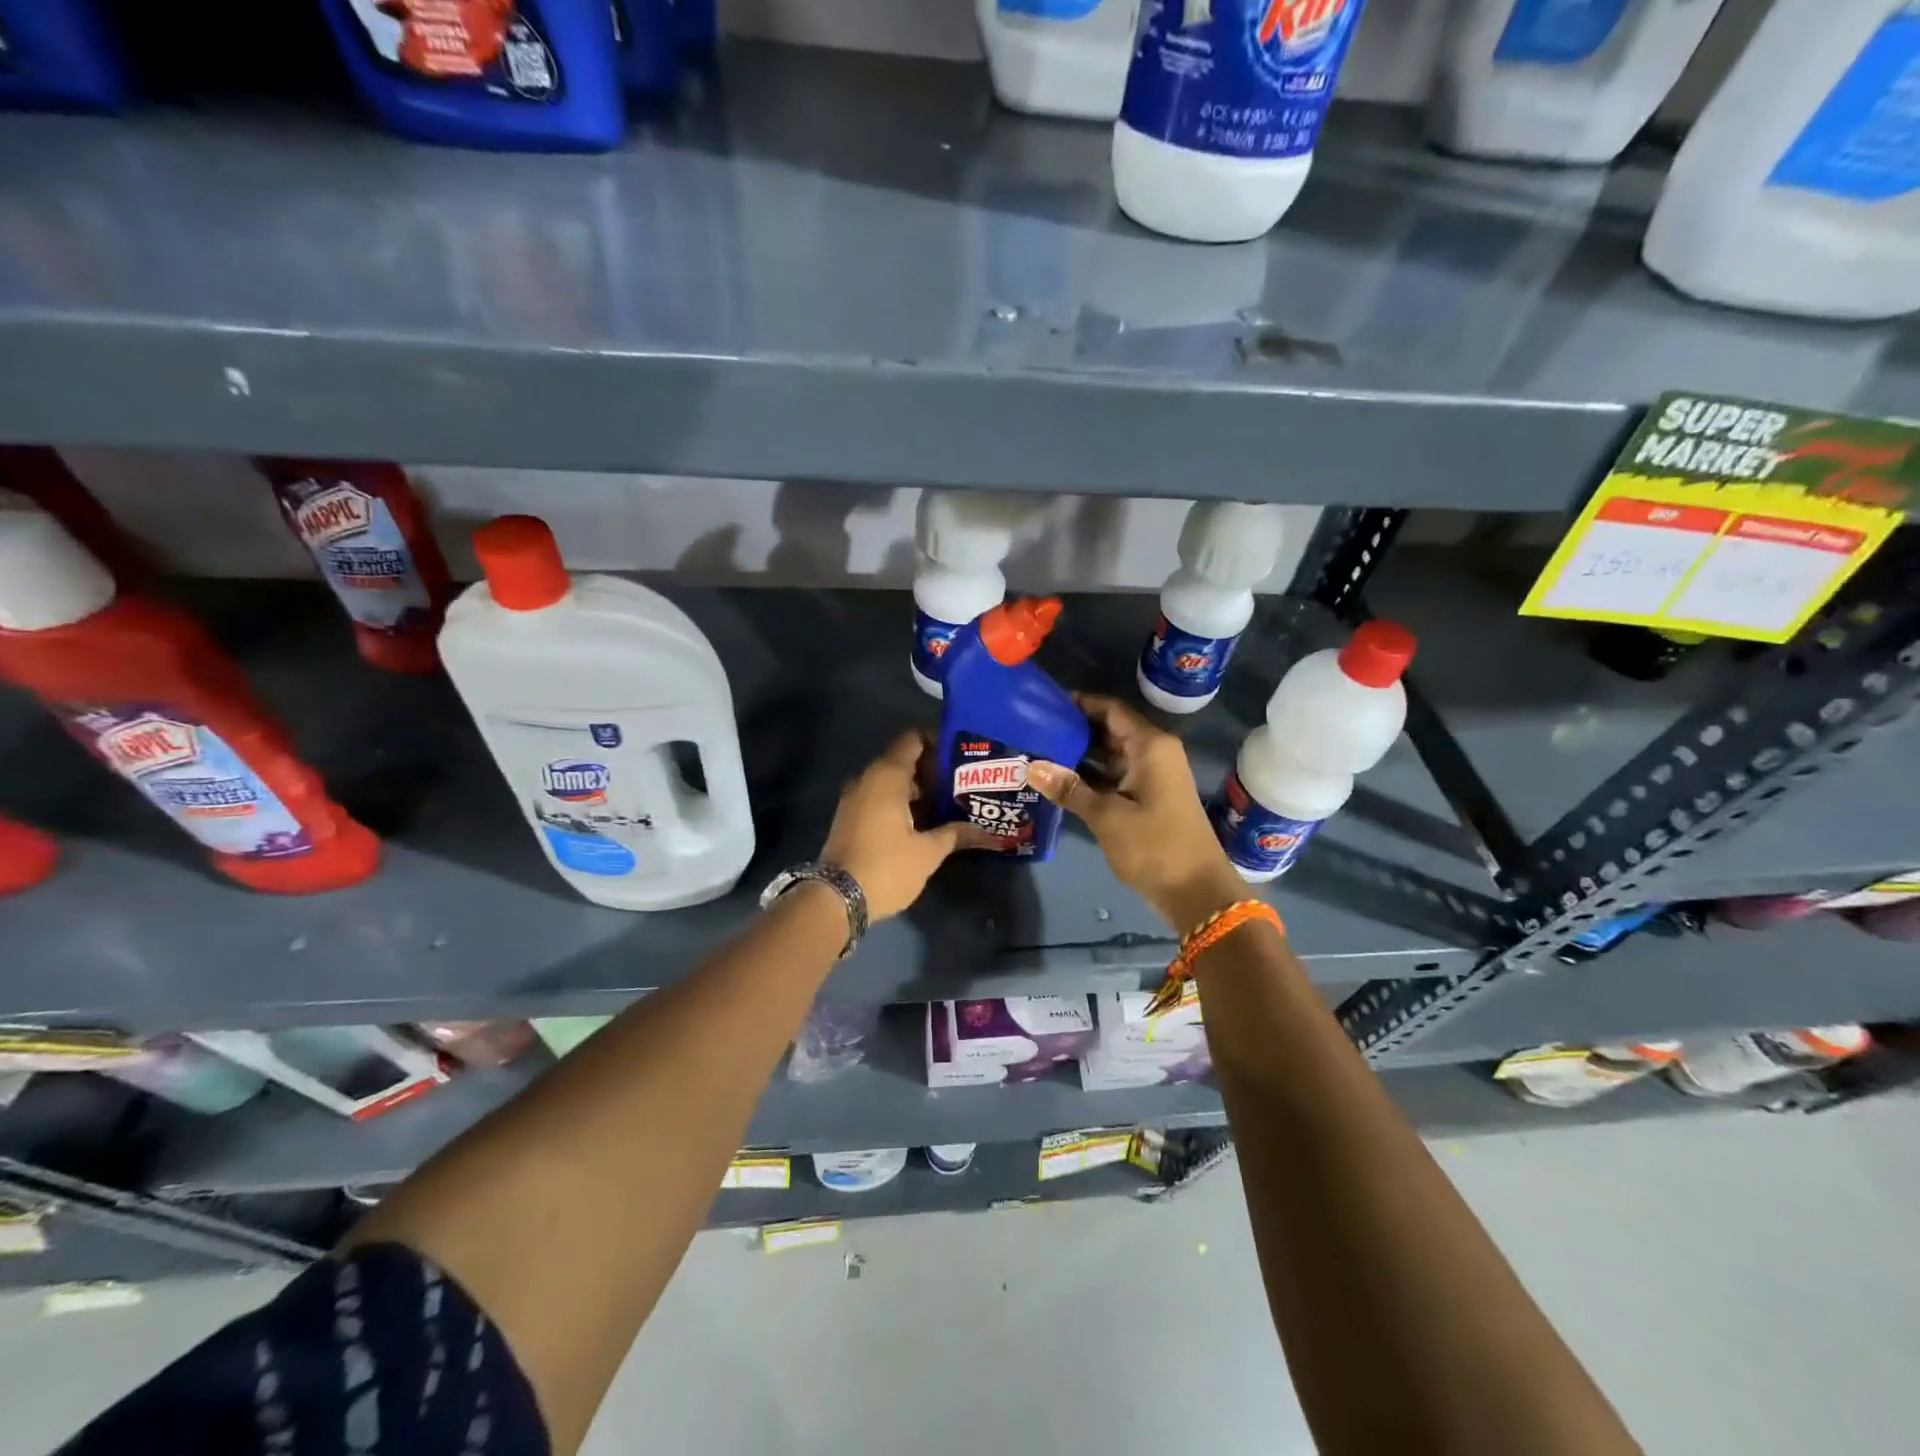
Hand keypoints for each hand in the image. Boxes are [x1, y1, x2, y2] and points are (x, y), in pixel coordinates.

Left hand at [820, 729, 973, 921]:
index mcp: (887, 776)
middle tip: (963, 782)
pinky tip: (925, 821)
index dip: (938, 741)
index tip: (961, 752)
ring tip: (951, 802)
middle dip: (933, 770)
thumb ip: (954, 834)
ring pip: (892, 783)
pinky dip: (902, 803)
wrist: (836, 899)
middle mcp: (868, 779)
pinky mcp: (851, 819)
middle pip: (904, 761)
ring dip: (918, 790)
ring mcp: (855, 799)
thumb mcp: (927, 852)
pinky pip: (880, 799)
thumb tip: (983, 830)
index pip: (913, 740)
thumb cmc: (886, 867)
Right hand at [1027, 694, 1244, 933]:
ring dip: (1079, 754)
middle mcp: (1153, 753)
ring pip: (1110, 754)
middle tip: (1033, 730)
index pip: (1111, 709)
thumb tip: (1031, 766)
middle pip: (1109, 729)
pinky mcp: (1147, 798)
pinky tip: (1059, 781)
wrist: (1196, 892)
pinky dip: (1090, 776)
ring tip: (1038, 752)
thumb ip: (1069, 789)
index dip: (1080, 703)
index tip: (1044, 704)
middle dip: (1074, 729)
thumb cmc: (1154, 846)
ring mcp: (1152, 777)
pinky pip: (1114, 776)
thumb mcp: (1107, 816)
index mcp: (1150, 746)